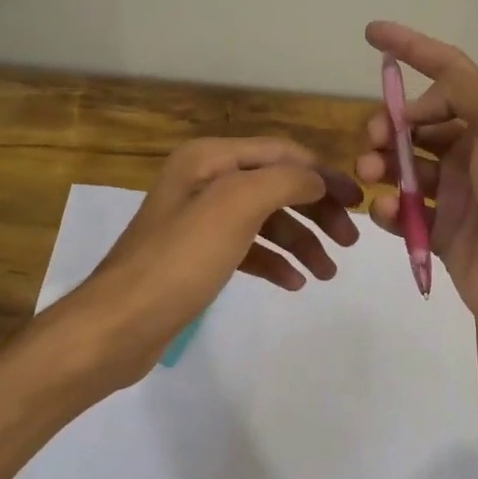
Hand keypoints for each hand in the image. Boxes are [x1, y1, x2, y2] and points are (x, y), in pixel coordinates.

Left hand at [64, 138, 361, 388]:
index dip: (323, 174)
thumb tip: (317, 180)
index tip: (358, 203)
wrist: (118, 325)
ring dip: (301, 241)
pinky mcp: (198, 257)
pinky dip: (274, 261)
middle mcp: (205, 181)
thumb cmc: (180, 260)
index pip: (282, 153)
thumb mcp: (236, 206)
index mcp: (210, 158)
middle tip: (349, 242)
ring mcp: (200, 220)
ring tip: (327, 273)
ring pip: (266, 220)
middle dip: (316, 210)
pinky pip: (248, 249)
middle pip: (277, 185)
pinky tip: (294, 282)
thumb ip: (284, 181)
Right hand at [356, 23, 477, 340]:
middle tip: (375, 139)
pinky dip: (389, 209)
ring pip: (405, 167)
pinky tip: (386, 212)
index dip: (410, 48)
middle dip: (389, 123)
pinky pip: (405, 213)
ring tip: (371, 174)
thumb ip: (462, 88)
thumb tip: (422, 104)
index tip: (370, 33)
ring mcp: (458, 195)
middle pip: (418, 123)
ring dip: (382, 164)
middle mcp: (476, 151)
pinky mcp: (443, 234)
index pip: (447, 71)